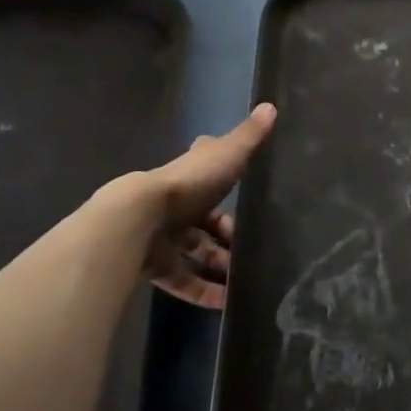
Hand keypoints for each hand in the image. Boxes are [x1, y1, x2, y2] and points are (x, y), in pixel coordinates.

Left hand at [133, 103, 276, 309]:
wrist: (139, 218)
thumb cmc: (188, 183)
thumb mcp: (226, 155)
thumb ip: (249, 136)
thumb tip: (270, 105)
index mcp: (192, 174)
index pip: (209, 170)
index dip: (225, 176)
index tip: (245, 189)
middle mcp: (176, 202)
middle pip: (204, 218)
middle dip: (226, 232)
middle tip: (252, 246)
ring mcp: (164, 235)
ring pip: (195, 251)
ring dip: (218, 264)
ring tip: (245, 279)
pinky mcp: (156, 265)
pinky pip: (182, 280)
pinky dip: (202, 291)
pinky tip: (225, 304)